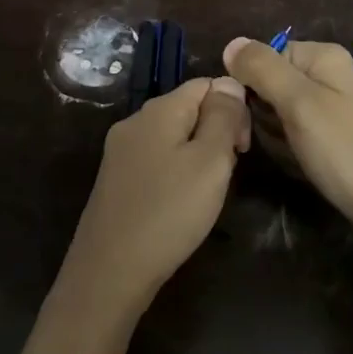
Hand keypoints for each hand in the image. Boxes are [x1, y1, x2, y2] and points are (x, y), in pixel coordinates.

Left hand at [58, 76, 250, 320]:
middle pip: (188, 108)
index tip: (242, 148)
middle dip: (216, 132)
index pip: (206, 84)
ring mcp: (120, 150)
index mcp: (158, 110)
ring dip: (198, 155)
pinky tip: (180, 202)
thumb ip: (223, 117)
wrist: (110, 271)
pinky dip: (176, 172)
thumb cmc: (169, 212)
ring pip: (173, 136)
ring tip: (206, 192)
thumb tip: (229, 81)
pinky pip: (156, 159)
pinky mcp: (115, 178)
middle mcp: (135, 121)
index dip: (233, 108)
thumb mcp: (210, 161)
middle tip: (226, 174)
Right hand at [222, 37, 352, 236]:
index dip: (252, 82)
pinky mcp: (333, 136)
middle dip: (263, 112)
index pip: (266, 56)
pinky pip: (295, 134)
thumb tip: (231, 43)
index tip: (251, 113)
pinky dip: (291, 149)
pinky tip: (300, 164)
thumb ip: (263, 69)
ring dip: (275, 135)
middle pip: (271, 83)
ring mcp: (332, 107)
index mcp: (323, 57)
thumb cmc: (344, 149)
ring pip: (279, 112)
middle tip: (273, 137)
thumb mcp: (299, 102)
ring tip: (291, 154)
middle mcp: (328, 75)